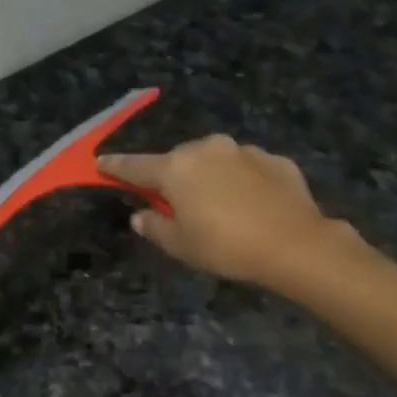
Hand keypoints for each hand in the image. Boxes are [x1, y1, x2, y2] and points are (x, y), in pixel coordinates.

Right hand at [100, 136, 366, 290]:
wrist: (295, 244)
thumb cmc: (226, 247)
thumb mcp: (180, 246)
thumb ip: (154, 227)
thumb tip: (141, 215)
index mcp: (176, 168)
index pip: (135, 166)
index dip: (116, 166)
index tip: (100, 163)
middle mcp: (207, 149)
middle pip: (179, 160)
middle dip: (174, 177)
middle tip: (177, 203)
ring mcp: (244, 151)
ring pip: (215, 160)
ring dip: (210, 176)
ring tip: (220, 206)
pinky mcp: (275, 160)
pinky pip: (247, 168)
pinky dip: (243, 181)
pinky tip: (252, 205)